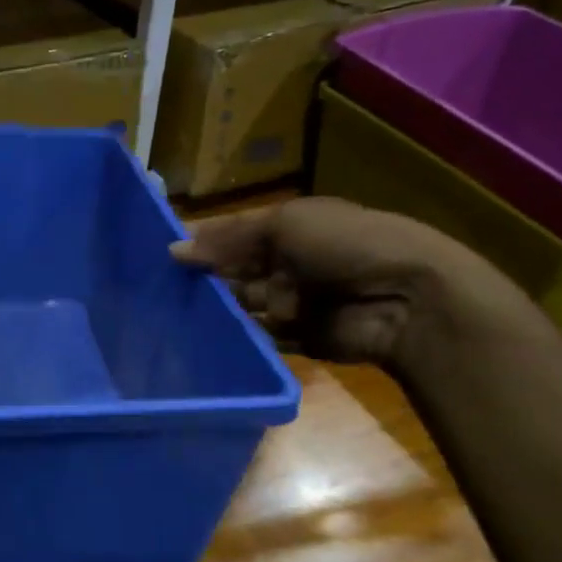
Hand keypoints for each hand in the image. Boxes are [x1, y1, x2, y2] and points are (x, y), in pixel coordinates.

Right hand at [171, 197, 509, 366]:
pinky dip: (234, 336)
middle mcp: (288, 263)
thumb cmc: (345, 245)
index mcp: (290, 228)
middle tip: (156, 288)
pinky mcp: (295, 337)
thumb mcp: (285, 224)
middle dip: (204, 277)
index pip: (235, 233)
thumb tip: (173, 251)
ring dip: (216, 307)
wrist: (404, 300)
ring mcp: (291, 302)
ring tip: (168, 314)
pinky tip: (200, 337)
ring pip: (241, 304)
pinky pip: (256, 336)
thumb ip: (228, 238)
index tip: (160, 255)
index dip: (202, 242)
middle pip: (235, 270)